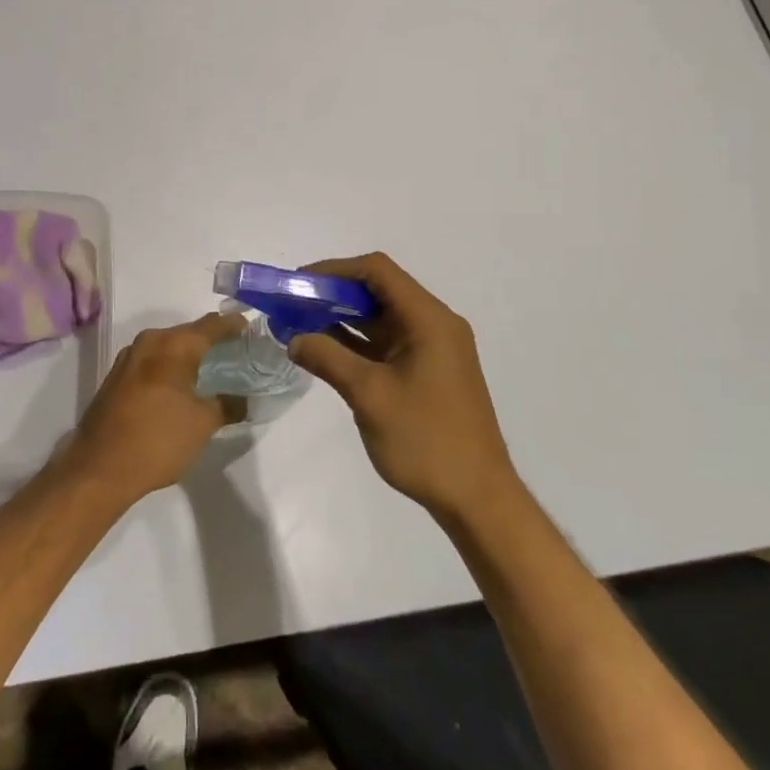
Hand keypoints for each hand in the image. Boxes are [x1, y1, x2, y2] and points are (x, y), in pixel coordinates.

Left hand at [65, 313, 244, 504]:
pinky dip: (170, 367)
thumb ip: (228, 405)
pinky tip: (181, 384)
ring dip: (188, 354)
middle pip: (188, 333)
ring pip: (168, 347)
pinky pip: (152, 362)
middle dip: (211, 340)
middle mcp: (149, 342)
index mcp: (173, 345)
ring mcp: (128, 358)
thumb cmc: (158, 439)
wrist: (98, 468)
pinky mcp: (116, 377)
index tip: (251, 327)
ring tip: (211, 367)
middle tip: (236, 350)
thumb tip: (243, 400)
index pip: (211, 326)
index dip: (233, 325)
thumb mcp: (203, 424)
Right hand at [289, 253, 520, 526]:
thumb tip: (293, 338)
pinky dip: (356, 343)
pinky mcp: (426, 372)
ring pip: (381, 319)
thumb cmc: (426, 440)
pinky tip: (324, 351)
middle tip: (292, 305)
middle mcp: (434, 325)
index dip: (335, 270)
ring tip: (299, 325)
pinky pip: (386, 344)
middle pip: (379, 292)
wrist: (477, 499)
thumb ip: (328, 358)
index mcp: (429, 320)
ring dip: (342, 319)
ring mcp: (432, 350)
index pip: (378, 272)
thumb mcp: (370, 395)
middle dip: (333, 295)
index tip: (299, 284)